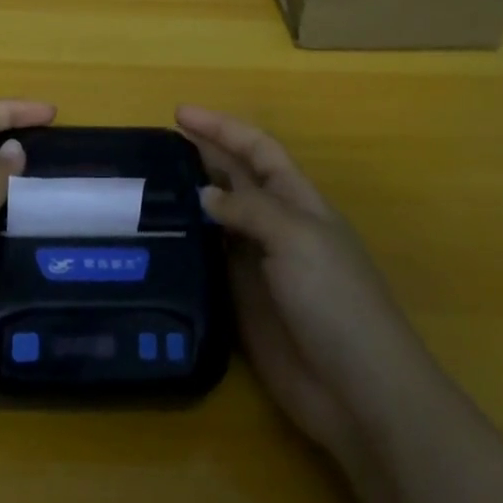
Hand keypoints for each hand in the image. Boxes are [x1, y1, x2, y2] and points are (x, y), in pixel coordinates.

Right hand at [176, 105, 422, 470]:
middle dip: (201, 157)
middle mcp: (275, 227)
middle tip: (153, 148)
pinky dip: (186, 248)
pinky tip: (156, 243)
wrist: (357, 390)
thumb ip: (249, 209)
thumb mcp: (296, 239)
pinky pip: (208, 263)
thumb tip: (203, 195)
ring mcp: (257, 266)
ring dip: (188, 202)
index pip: (257, 150)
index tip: (179, 113)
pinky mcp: (241, 302)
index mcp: (298, 202)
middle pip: (234, 180)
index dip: (222, 128)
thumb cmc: (335, 300)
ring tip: (145, 190)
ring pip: (217, 221)